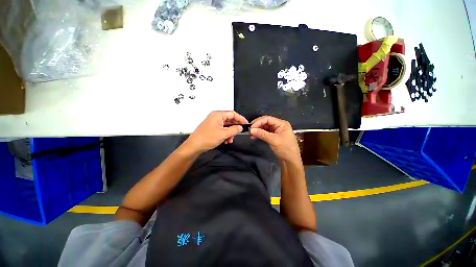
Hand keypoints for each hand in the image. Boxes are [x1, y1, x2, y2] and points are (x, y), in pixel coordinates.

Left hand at [185, 111, 248, 152]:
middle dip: (234, 128)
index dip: (241, 119)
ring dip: (230, 133)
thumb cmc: (208, 138)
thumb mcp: (224, 134)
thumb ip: (234, 129)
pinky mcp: (212, 128)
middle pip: (230, 120)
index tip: (246, 124)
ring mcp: (214, 122)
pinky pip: (222, 129)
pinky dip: (225, 134)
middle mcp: (216, 117)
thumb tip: (240, 127)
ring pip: (226, 126)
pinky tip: (226, 141)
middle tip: (238, 134)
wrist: (194, 146)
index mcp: (218, 115)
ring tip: (230, 140)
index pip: (233, 114)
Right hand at [250, 116, 300, 163]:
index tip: (251, 127)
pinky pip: (265, 133)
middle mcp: (279, 126)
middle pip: (266, 122)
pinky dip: (260, 134)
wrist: (291, 161)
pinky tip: (255, 137)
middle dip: (257, 126)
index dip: (258, 122)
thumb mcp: (274, 140)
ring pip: (265, 127)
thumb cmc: (285, 149)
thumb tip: (251, 130)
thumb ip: (262, 134)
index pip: (268, 119)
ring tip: (251, 135)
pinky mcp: (274, 136)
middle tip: (250, 131)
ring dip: (258, 130)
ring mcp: (276, 131)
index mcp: (281, 124)